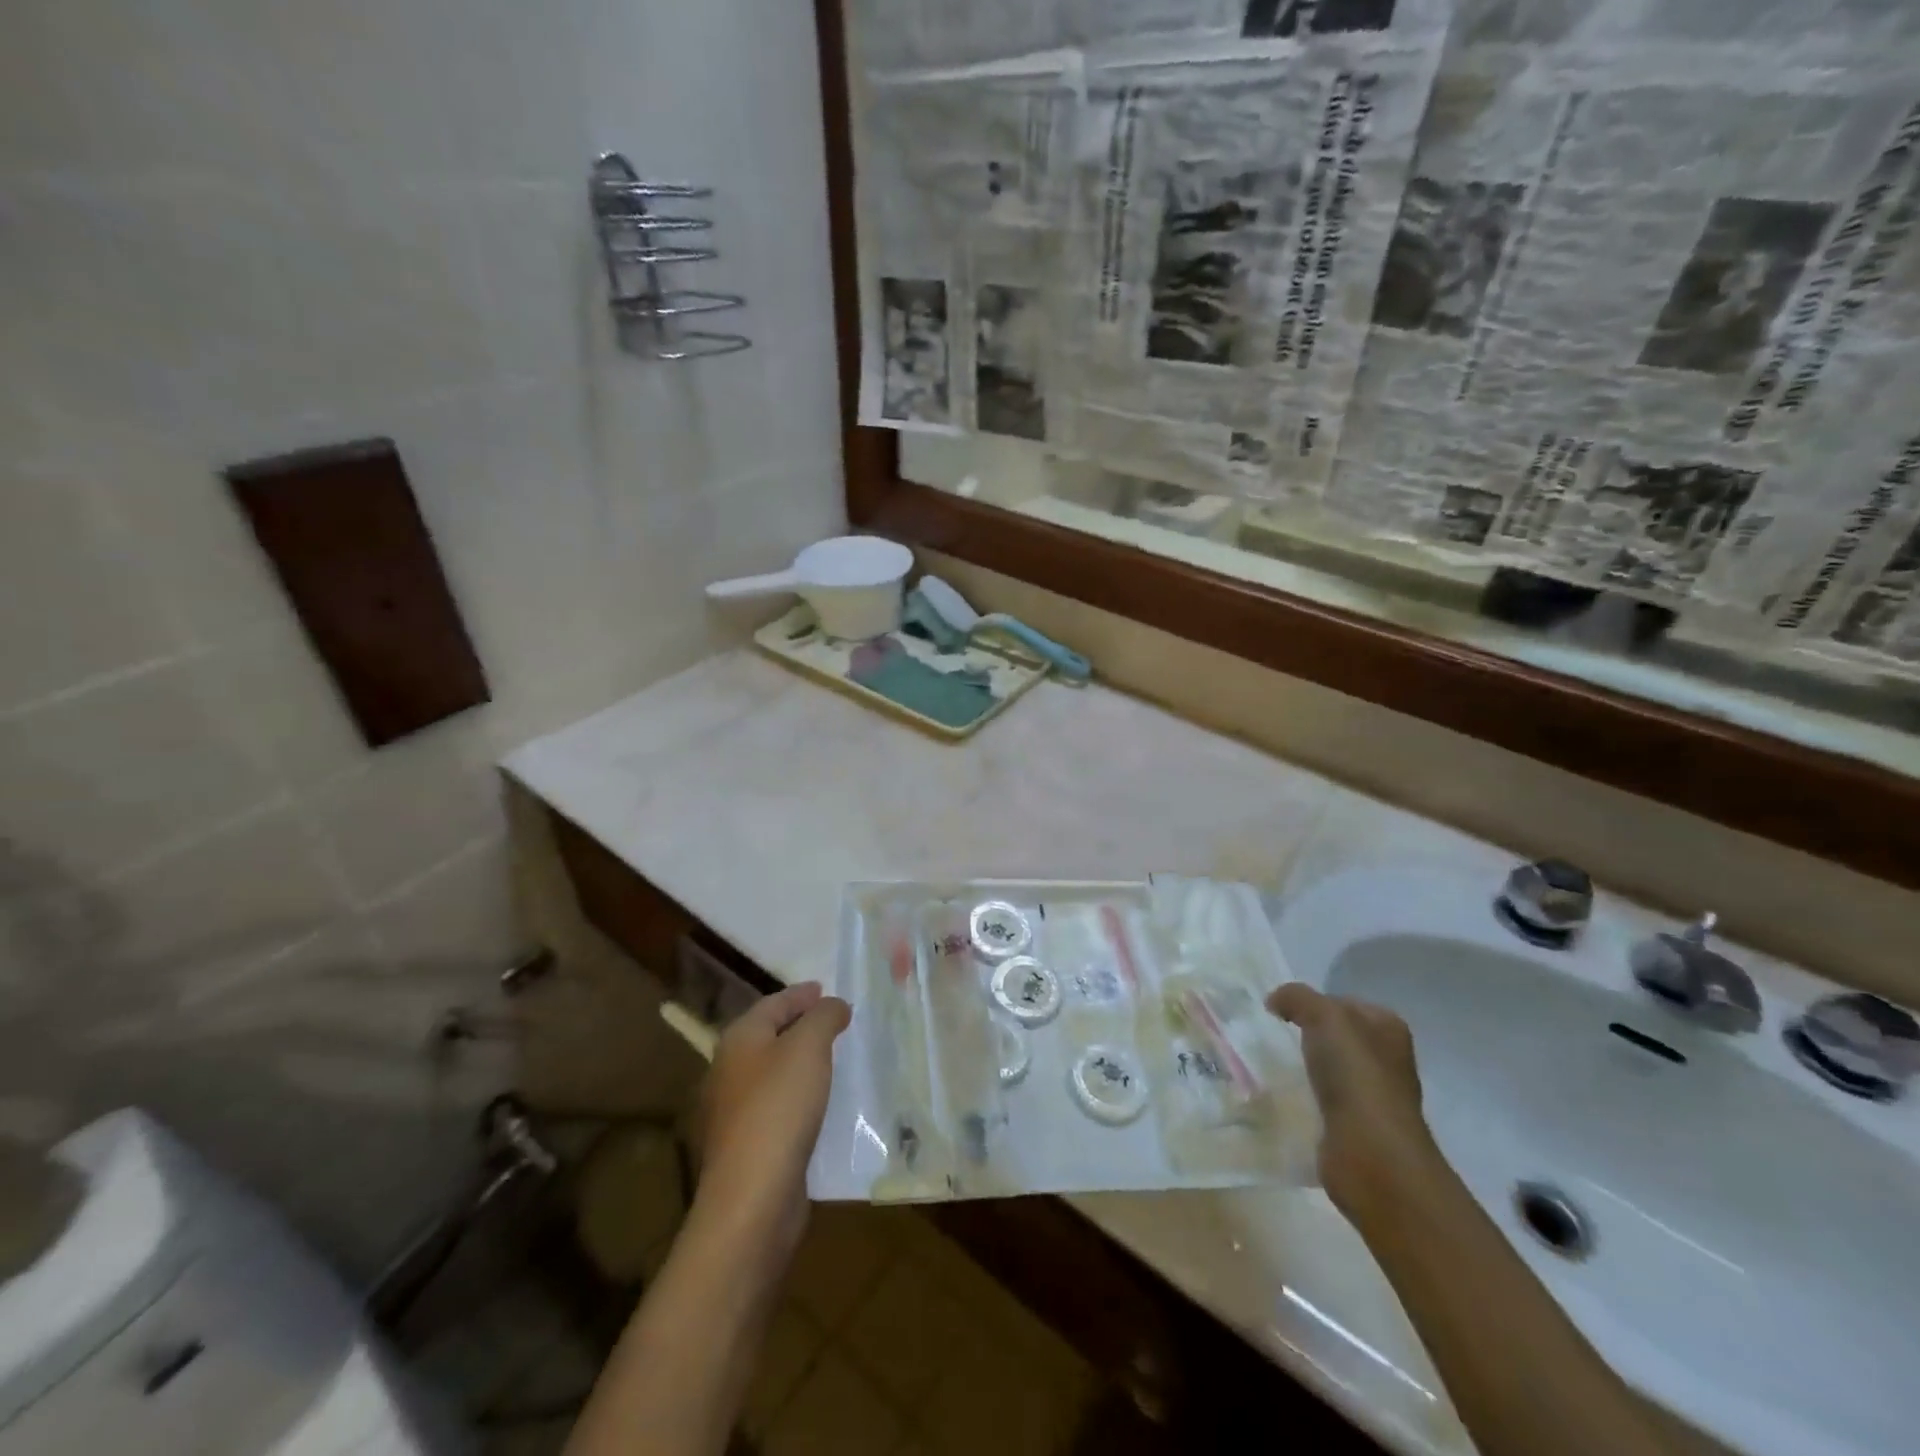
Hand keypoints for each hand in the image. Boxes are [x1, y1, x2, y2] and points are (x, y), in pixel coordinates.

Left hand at [693, 982, 850, 1262]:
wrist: (752, 1197)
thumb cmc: (779, 1107)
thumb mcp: (808, 1047)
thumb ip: (824, 1017)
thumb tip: (833, 1005)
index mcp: (739, 1039)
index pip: (773, 1003)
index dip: (801, 994)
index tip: (827, 990)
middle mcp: (729, 1070)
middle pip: (770, 1036)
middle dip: (802, 1027)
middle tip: (837, 1022)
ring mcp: (735, 1111)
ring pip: (775, 1073)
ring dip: (803, 1064)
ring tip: (837, 1060)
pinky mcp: (748, 1146)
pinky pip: (780, 1107)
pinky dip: (802, 1097)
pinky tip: (825, 1104)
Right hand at [1266, 983, 1440, 1217]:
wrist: (1371, 1154)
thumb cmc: (1356, 1076)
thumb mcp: (1324, 1016)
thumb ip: (1297, 998)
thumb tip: (1275, 1001)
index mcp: (1387, 1029)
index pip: (1344, 1003)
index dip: (1313, 1002)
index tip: (1280, 1012)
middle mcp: (1386, 1060)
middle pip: (1335, 1037)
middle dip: (1304, 1036)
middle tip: (1271, 1036)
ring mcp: (1372, 1097)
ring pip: (1327, 1069)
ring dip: (1302, 1068)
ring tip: (1270, 1066)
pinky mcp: (1355, 1128)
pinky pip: (1321, 1101)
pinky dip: (1302, 1098)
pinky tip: (1281, 1097)